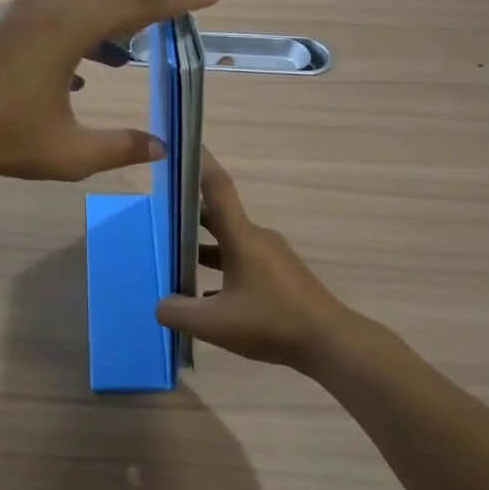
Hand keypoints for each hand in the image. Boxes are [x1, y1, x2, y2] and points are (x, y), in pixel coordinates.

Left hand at [0, 0, 217, 181]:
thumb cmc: (2, 138)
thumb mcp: (69, 152)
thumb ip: (120, 147)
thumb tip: (161, 147)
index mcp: (68, 27)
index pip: (136, 5)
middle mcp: (45, 7)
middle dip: (141, 10)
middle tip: (167, 30)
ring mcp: (16, 12)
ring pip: (75, 3)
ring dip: (105, 22)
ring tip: (124, 54)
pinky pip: (49, 15)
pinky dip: (74, 32)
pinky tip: (76, 71)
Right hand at [156, 151, 356, 371]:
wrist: (330, 343)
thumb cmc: (271, 322)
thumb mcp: (214, 323)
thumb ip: (178, 313)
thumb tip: (160, 305)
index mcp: (242, 237)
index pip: (216, 187)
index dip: (198, 163)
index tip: (180, 146)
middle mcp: (257, 239)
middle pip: (218, 216)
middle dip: (188, 213)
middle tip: (158, 213)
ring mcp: (271, 258)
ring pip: (229, 243)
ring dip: (203, 247)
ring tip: (174, 257)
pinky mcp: (280, 277)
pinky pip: (242, 263)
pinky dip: (221, 270)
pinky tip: (205, 296)